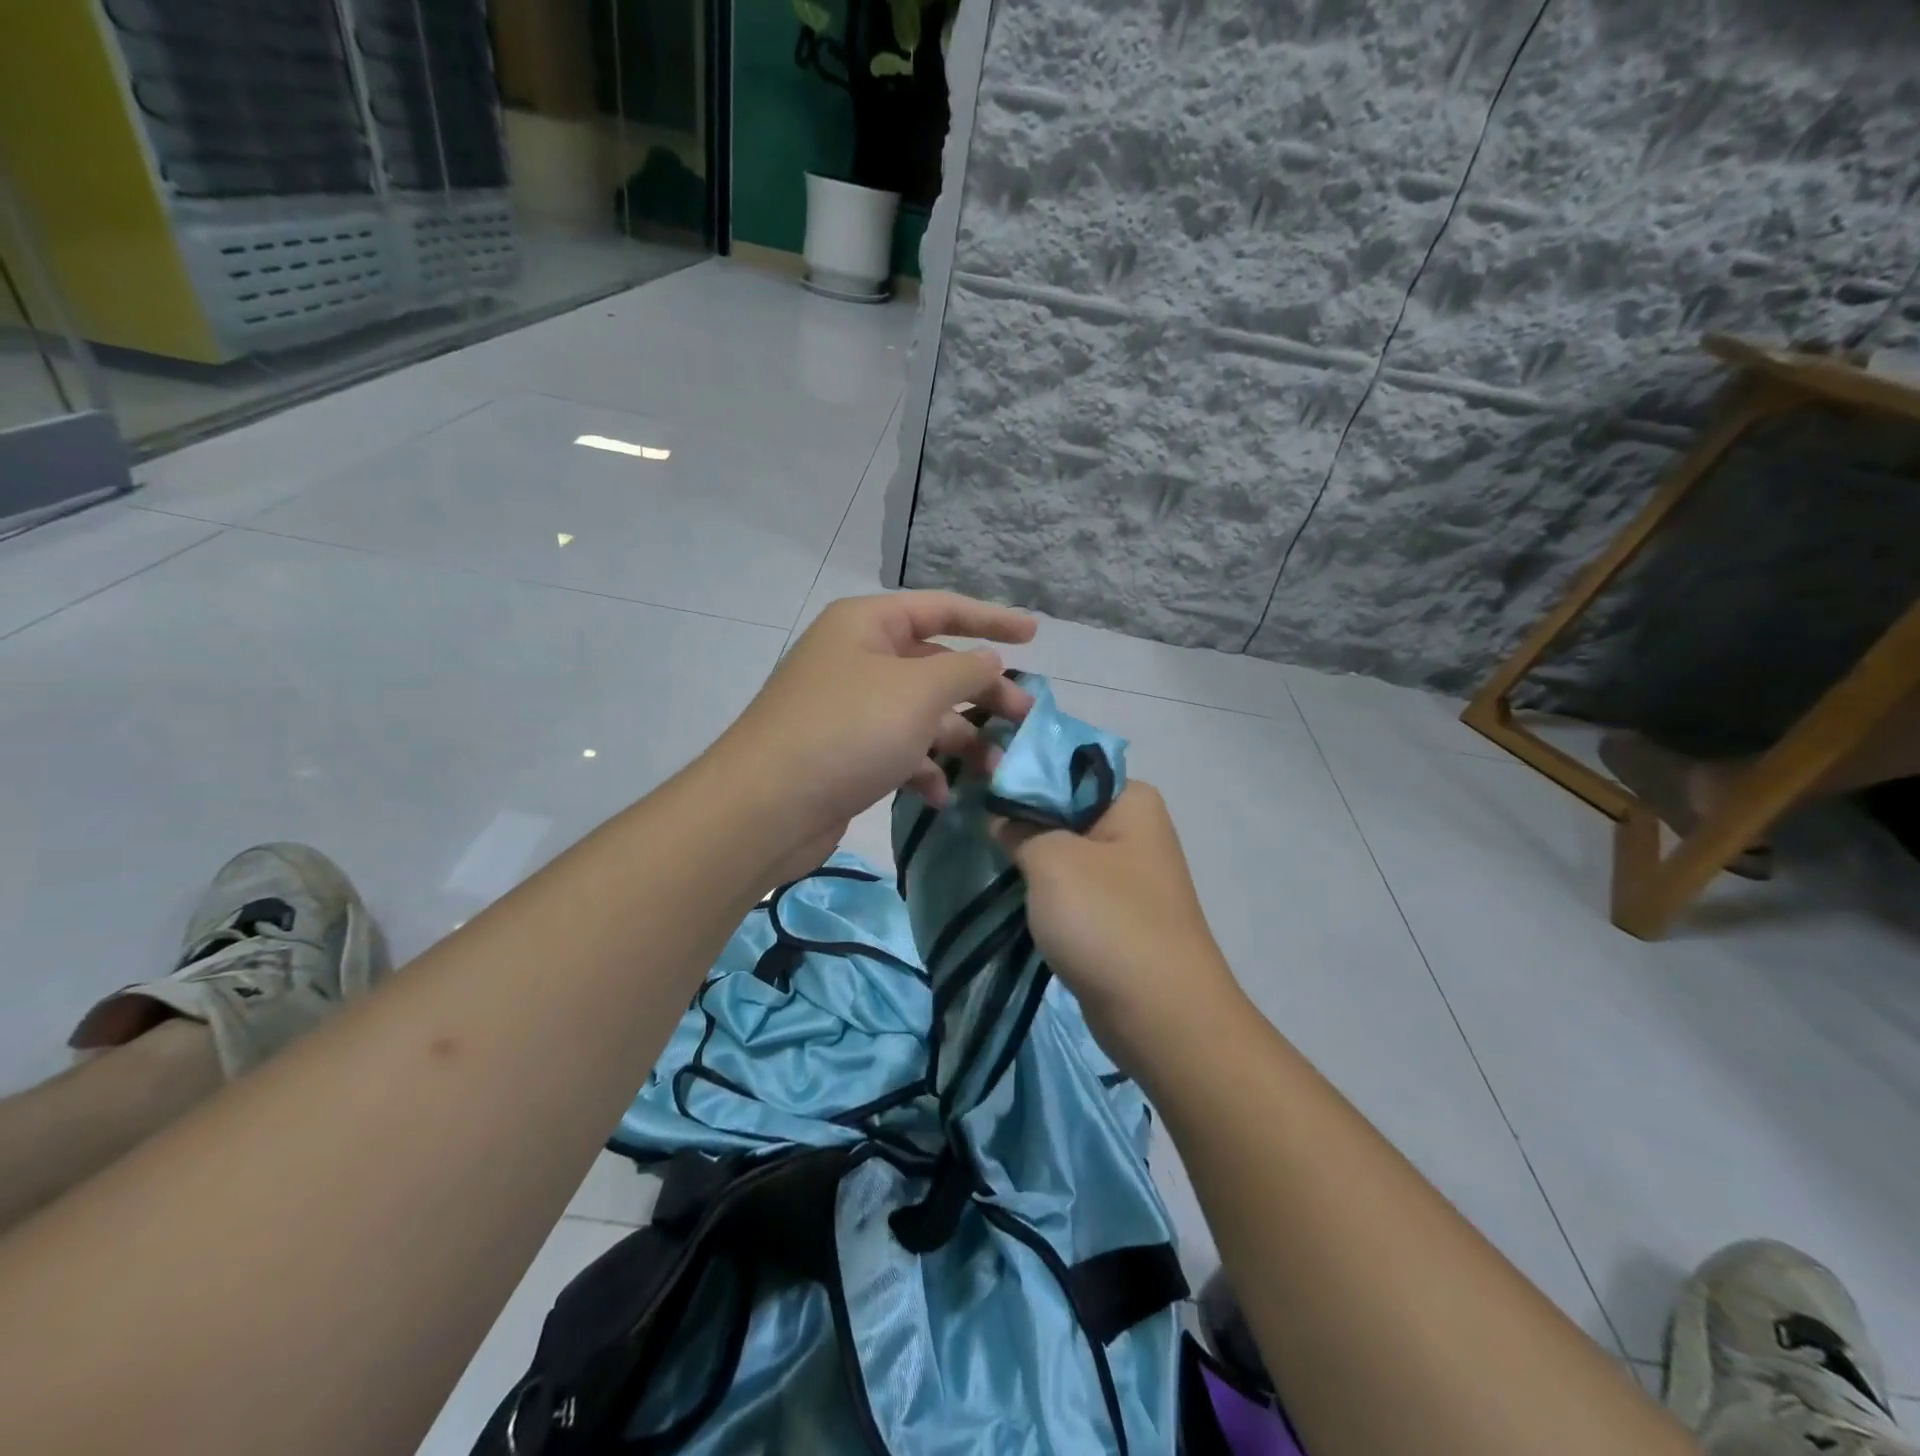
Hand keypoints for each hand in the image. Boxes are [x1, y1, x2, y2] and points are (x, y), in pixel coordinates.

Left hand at [713, 593, 1035, 874]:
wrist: (766, 808)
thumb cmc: (847, 731)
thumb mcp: (918, 691)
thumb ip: (965, 670)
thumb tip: (989, 661)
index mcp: (867, 625)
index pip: (941, 609)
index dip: (991, 618)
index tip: (1036, 636)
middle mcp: (857, 658)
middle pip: (936, 665)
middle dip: (982, 692)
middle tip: (1025, 718)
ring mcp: (849, 708)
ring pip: (920, 713)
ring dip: (959, 739)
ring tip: (993, 769)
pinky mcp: (845, 752)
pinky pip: (897, 749)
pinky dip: (922, 768)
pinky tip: (939, 796)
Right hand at [993, 781, 1241, 1072]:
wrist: (1161, 1016)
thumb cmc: (1107, 921)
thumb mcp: (1051, 860)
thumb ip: (1018, 826)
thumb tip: (1000, 816)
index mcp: (1131, 799)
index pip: (1066, 766)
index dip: (1021, 772)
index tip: (977, 783)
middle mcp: (1134, 828)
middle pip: (1064, 806)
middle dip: (1021, 816)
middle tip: (973, 820)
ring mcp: (1127, 873)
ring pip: (1064, 848)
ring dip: (1029, 855)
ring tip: (985, 852)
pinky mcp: (1116, 912)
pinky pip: (1071, 885)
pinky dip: (1043, 888)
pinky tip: (1011, 891)